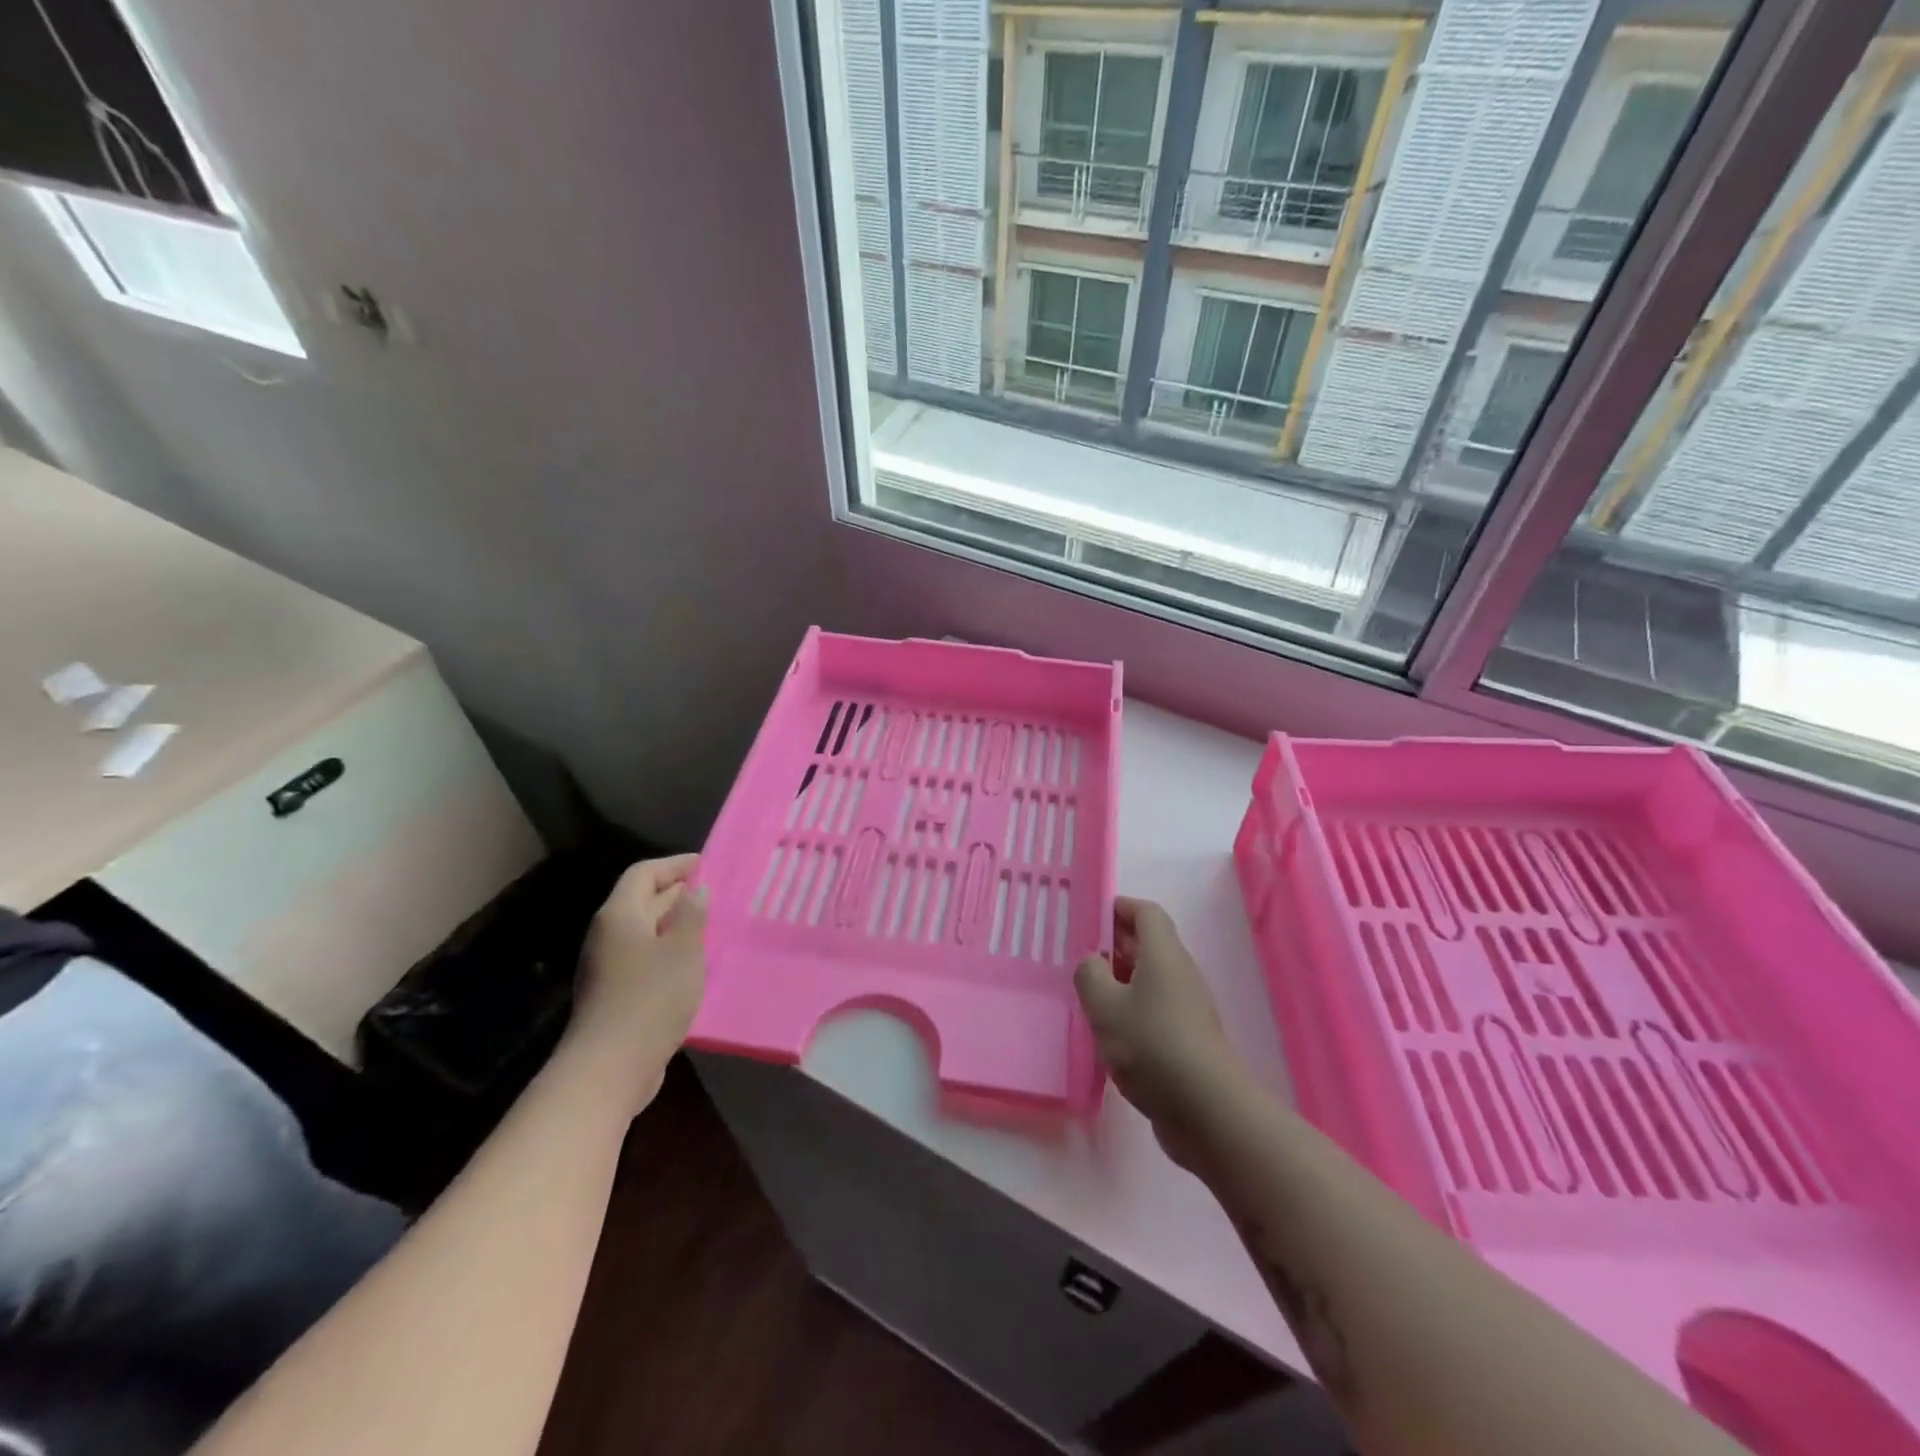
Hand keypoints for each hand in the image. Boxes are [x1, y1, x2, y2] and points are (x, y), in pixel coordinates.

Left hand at [572, 855, 708, 1101]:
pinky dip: (669, 952)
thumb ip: (692, 914)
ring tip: (712, 927)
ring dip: (676, 925)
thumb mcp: (683, 949)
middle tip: (717, 894)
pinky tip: (694, 965)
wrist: (609, 1067)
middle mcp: (609, 934)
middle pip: (642, 900)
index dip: (675, 865)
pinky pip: (645, 958)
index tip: (706, 865)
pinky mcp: (616, 994)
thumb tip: (696, 890)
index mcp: (620, 914)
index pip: (644, 873)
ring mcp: (609, 966)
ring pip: (646, 932)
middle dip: (678, 894)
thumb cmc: (651, 997)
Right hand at [1075, 898, 1240, 1168]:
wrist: (1206, 1109)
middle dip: (1116, 945)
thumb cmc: (1151, 1045)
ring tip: (1090, 997)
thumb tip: (1093, 962)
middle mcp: (1180, 974)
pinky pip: (1156, 1010)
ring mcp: (1188, 1008)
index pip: (1146, 913)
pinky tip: (1110, 1034)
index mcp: (1163, 954)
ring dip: (1122, 982)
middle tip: (1082, 958)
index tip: (1092, 917)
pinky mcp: (1188, 1040)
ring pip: (1151, 980)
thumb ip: (1089, 975)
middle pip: (1149, 945)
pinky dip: (1133, 1011)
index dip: (1120, 908)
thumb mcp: (1104, 1006)